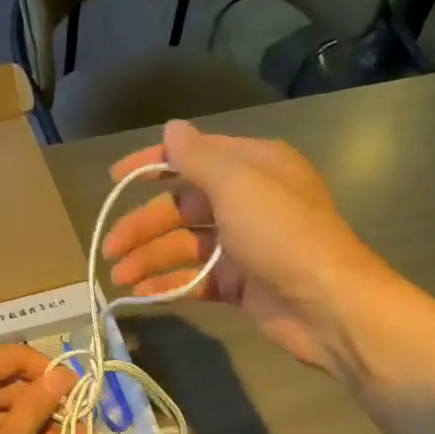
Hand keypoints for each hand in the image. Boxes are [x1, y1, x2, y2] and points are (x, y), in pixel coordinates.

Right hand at [102, 120, 395, 373]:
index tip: (113, 181)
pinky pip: (196, 280)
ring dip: (150, 259)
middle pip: (182, 206)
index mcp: (251, 166)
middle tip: (109, 248)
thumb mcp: (238, 185)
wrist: (326, 304)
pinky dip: (170, 285)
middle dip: (143, 226)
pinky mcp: (240, 284)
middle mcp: (246, 201)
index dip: (150, 166)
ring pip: (185, 246)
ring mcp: (242, 245)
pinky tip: (143, 296)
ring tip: (118, 278)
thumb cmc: (282, 235)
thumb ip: (198, 158)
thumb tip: (171, 129)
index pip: (192, 157)